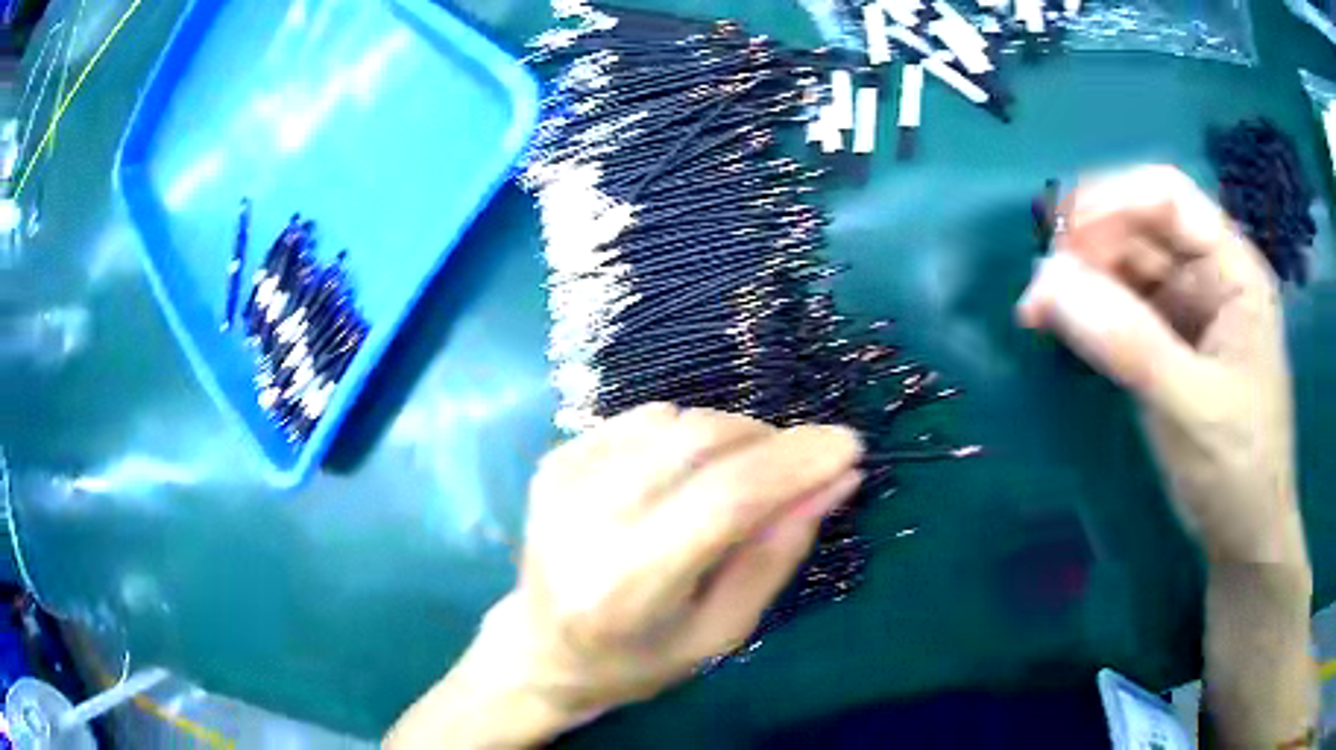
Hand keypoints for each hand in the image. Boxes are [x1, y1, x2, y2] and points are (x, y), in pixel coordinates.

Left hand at [386, 404, 863, 747]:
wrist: (544, 649)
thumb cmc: (640, 659)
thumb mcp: (723, 630)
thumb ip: (778, 553)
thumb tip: (836, 479)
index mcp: (630, 584)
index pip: (726, 499)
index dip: (795, 463)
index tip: (849, 446)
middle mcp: (587, 519)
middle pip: (701, 441)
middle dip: (770, 442)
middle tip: (801, 468)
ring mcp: (563, 480)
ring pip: (678, 418)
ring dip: (732, 437)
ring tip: (741, 482)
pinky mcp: (556, 458)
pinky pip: (645, 417)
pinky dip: (687, 435)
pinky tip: (686, 476)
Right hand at [1017, 165, 1305, 567]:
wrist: (1245, 538)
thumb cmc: (1237, 471)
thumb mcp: (1190, 407)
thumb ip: (1128, 343)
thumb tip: (1047, 283)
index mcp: (1233, 270)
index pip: (1168, 198)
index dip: (1112, 202)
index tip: (1059, 239)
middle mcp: (1211, 277)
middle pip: (1141, 229)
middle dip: (1088, 248)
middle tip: (1039, 292)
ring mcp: (1190, 311)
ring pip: (1127, 267)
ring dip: (1082, 281)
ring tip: (1039, 314)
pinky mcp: (1171, 345)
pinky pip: (1125, 309)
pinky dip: (1091, 314)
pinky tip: (1064, 330)